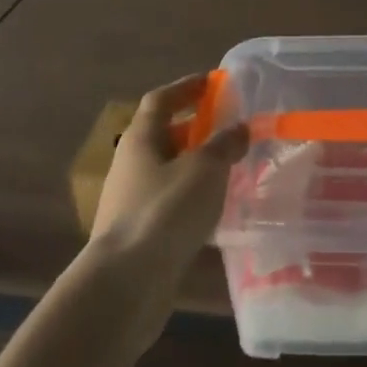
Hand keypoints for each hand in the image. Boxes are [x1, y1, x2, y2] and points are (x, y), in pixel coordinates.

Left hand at [91, 75, 248, 275]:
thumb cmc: (165, 211)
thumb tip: (239, 127)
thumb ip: (224, 144)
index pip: (161, 100)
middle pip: (163, 135)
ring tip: (231, 166)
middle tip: (229, 127)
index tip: (213, 82)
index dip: (186, 87)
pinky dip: (193, 196)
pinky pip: (170, 202)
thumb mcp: (205, 169)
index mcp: (140, 139)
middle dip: (195, 128)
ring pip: (168, 171)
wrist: (127, 283)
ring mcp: (132, 201)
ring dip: (196, 164)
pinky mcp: (140, 233)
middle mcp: (131, 164)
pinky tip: (217, 207)